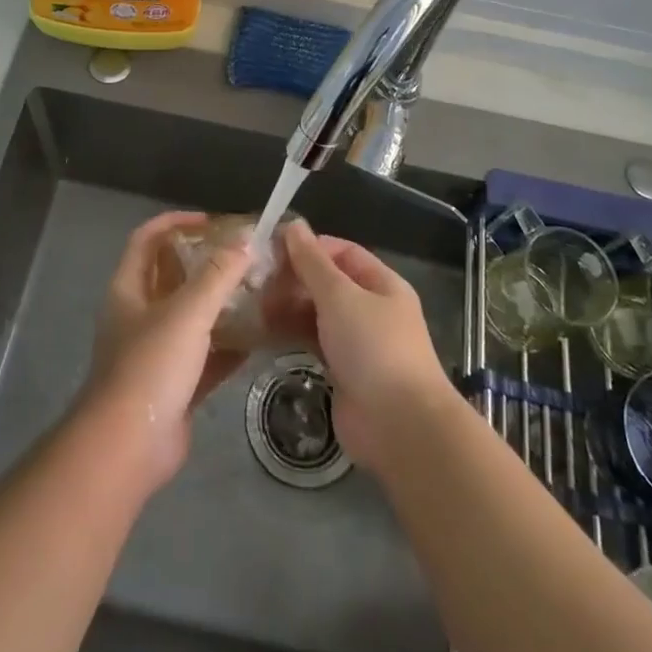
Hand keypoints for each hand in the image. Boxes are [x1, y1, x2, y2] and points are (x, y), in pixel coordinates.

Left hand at [82, 211, 254, 492]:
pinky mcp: (174, 386)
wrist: (128, 448)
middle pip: (172, 276)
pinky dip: (228, 345)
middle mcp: (139, 315)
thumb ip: (218, 275)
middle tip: (244, 256)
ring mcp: (155, 353)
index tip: (212, 221)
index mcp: (129, 290)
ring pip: (191, 317)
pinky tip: (259, 338)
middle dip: (205, 263)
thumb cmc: (150, 367)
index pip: (148, 239)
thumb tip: (247, 241)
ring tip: (257, 290)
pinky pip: (205, 356)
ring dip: (220, 304)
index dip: (176, 223)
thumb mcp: (187, 312)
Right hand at [278, 220, 453, 467]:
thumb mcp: (340, 296)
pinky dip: (292, 334)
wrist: (399, 426)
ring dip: (289, 307)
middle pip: (328, 283)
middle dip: (294, 279)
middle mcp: (372, 309)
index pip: (342, 252)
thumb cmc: (373, 347)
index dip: (309, 247)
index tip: (272, 249)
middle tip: (255, 280)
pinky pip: (314, 342)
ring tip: (253, 304)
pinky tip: (264, 331)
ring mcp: (358, 342)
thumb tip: (294, 225)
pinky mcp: (343, 371)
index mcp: (381, 284)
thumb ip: (312, 262)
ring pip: (318, 313)